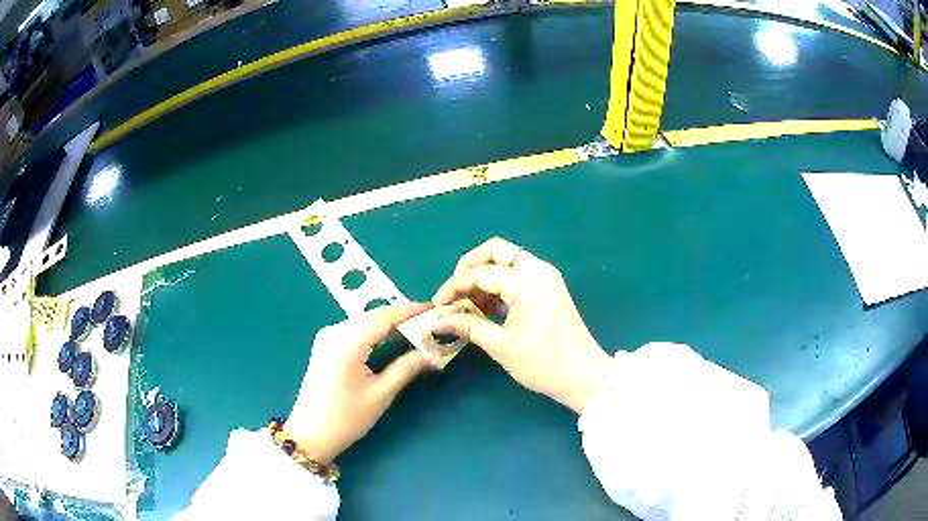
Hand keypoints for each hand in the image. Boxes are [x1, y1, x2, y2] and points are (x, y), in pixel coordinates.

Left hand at [284, 304, 439, 463]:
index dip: (408, 310)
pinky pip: (353, 329)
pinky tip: (388, 337)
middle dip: (399, 316)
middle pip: (371, 316)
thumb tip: (433, 354)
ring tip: (413, 327)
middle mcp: (333, 332)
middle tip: (427, 320)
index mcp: (346, 342)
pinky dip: (373, 330)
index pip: (382, 317)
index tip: (432, 307)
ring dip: (386, 322)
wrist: (311, 434)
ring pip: (362, 321)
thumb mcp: (380, 394)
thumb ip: (406, 368)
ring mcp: (326, 338)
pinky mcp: (324, 346)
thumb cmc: (346, 418)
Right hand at [431, 237, 610, 414]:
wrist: (583, 375)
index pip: (481, 273)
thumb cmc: (543, 364)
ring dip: (485, 273)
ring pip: (508, 259)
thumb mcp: (501, 346)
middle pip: (496, 250)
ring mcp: (546, 276)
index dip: (454, 286)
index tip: (438, 304)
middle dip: (470, 266)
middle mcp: (539, 270)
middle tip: (455, 290)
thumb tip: (439, 320)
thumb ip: (468, 326)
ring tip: (469, 302)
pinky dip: (500, 281)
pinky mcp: (549, 286)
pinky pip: (518, 272)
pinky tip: (488, 306)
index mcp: (528, 284)